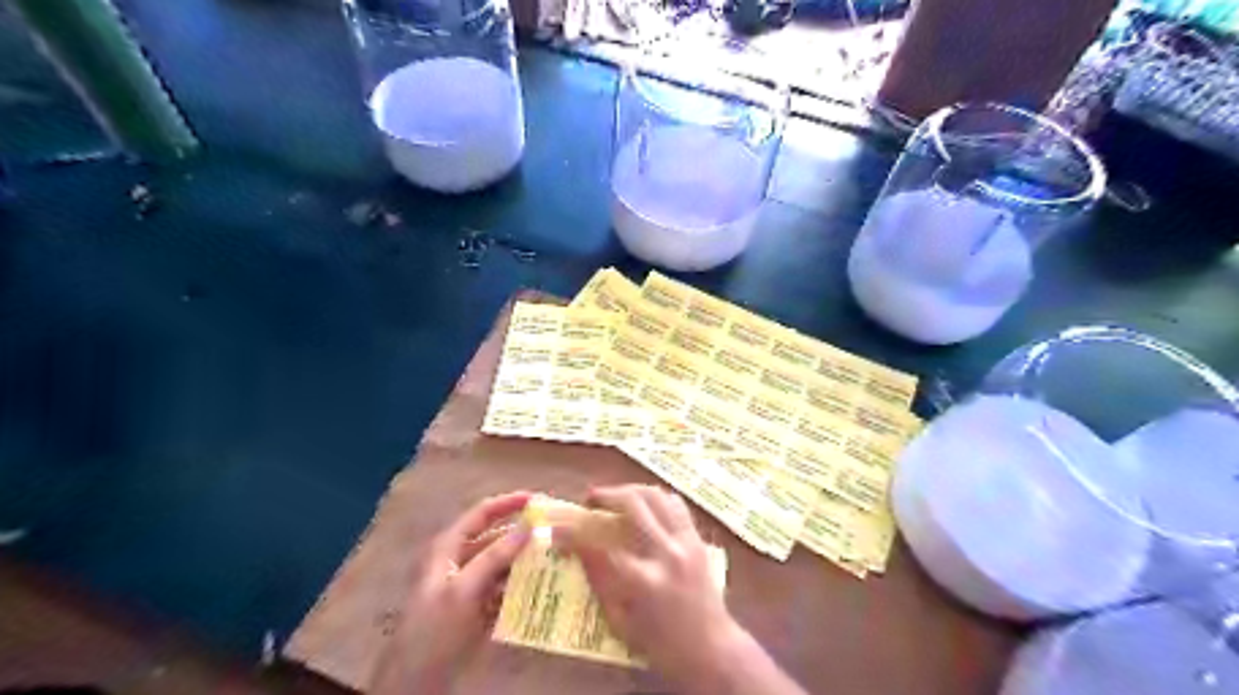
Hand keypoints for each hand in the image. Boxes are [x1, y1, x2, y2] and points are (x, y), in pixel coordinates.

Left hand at [372, 490, 538, 694]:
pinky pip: (504, 587)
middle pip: (496, 537)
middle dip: (523, 533)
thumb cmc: (433, 629)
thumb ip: (494, 556)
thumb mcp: (463, 590)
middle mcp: (460, 560)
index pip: (482, 513)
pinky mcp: (477, 607)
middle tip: (555, 531)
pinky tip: (543, 586)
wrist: (415, 682)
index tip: (539, 499)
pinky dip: (521, 584)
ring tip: (557, 557)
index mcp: (449, 547)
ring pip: (503, 563)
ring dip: (526, 560)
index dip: (509, 502)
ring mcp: (469, 585)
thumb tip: (528, 526)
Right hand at [556, 487, 750, 691]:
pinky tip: (644, 505)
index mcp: (644, 582)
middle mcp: (667, 553)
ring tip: (615, 497)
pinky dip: (656, 498)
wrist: (712, 650)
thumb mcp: (621, 622)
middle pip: (633, 504)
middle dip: (606, 496)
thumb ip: (600, 581)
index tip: (558, 527)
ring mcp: (686, 542)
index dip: (575, 532)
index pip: (601, 544)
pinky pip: (675, 505)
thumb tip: (578, 549)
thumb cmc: (662, 645)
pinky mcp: (698, 539)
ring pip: (657, 496)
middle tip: (590, 500)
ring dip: (631, 490)